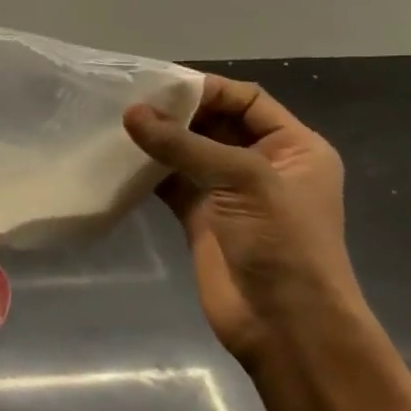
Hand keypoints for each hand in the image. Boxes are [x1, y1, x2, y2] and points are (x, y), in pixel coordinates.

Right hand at [124, 74, 369, 368]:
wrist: (285, 324)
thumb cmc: (282, 243)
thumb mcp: (243, 181)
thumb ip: (184, 145)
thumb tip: (130, 113)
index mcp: (293, 147)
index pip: (247, 100)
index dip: (207, 89)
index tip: (158, 86)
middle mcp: (262, 164)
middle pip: (214, 123)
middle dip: (176, 113)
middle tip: (127, 103)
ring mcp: (228, 193)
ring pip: (188, 153)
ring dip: (158, 141)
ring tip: (116, 126)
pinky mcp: (200, 218)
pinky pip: (171, 183)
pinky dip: (148, 171)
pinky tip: (119, 160)